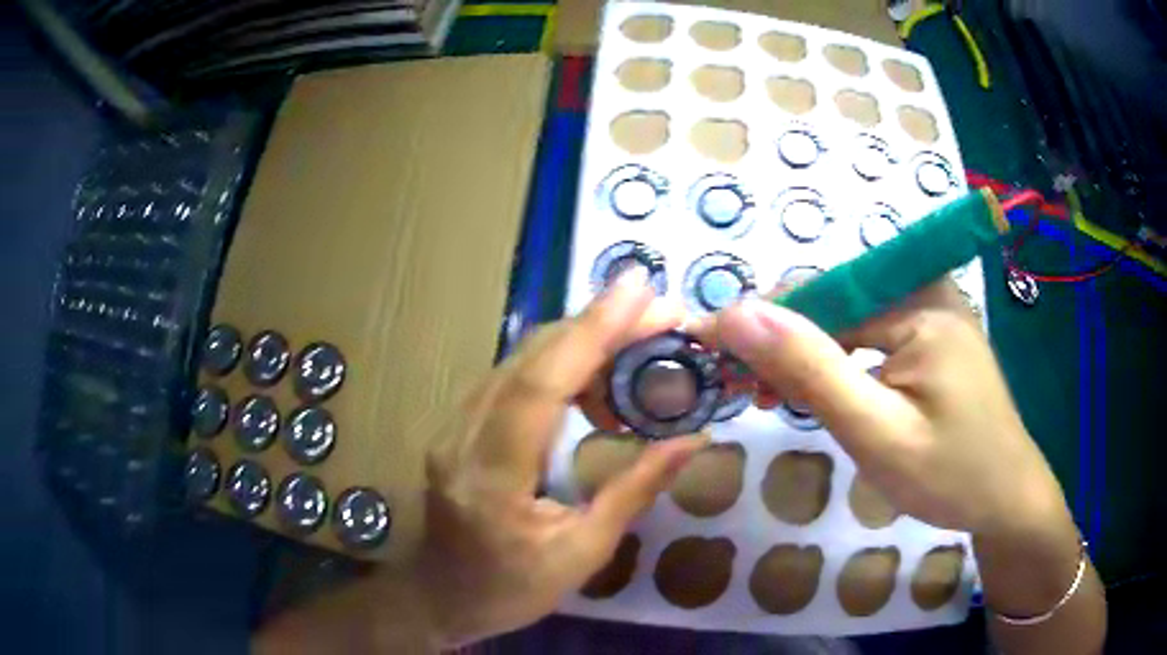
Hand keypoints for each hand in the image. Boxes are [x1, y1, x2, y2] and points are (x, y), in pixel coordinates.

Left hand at [417, 269, 707, 646]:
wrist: (439, 596)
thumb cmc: (511, 589)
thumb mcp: (582, 553)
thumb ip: (634, 491)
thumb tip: (693, 441)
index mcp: (491, 477)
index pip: (541, 385)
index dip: (591, 331)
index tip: (639, 290)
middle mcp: (462, 437)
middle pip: (529, 359)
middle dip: (597, 324)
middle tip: (657, 309)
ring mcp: (452, 427)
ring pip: (518, 360)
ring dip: (579, 339)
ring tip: (639, 335)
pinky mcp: (457, 425)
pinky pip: (510, 378)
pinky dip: (558, 363)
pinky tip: (596, 371)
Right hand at [712, 280, 1066, 536]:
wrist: (1006, 498)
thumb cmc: (949, 475)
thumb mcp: (875, 431)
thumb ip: (810, 369)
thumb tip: (738, 313)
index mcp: (920, 299)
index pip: (821, 290)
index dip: (763, 321)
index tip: (711, 353)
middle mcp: (926, 286)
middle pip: (835, 300)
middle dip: (788, 343)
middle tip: (748, 393)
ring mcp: (932, 308)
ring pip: (850, 317)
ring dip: (810, 354)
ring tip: (777, 397)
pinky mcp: (932, 331)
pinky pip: (873, 332)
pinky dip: (841, 361)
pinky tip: (826, 391)